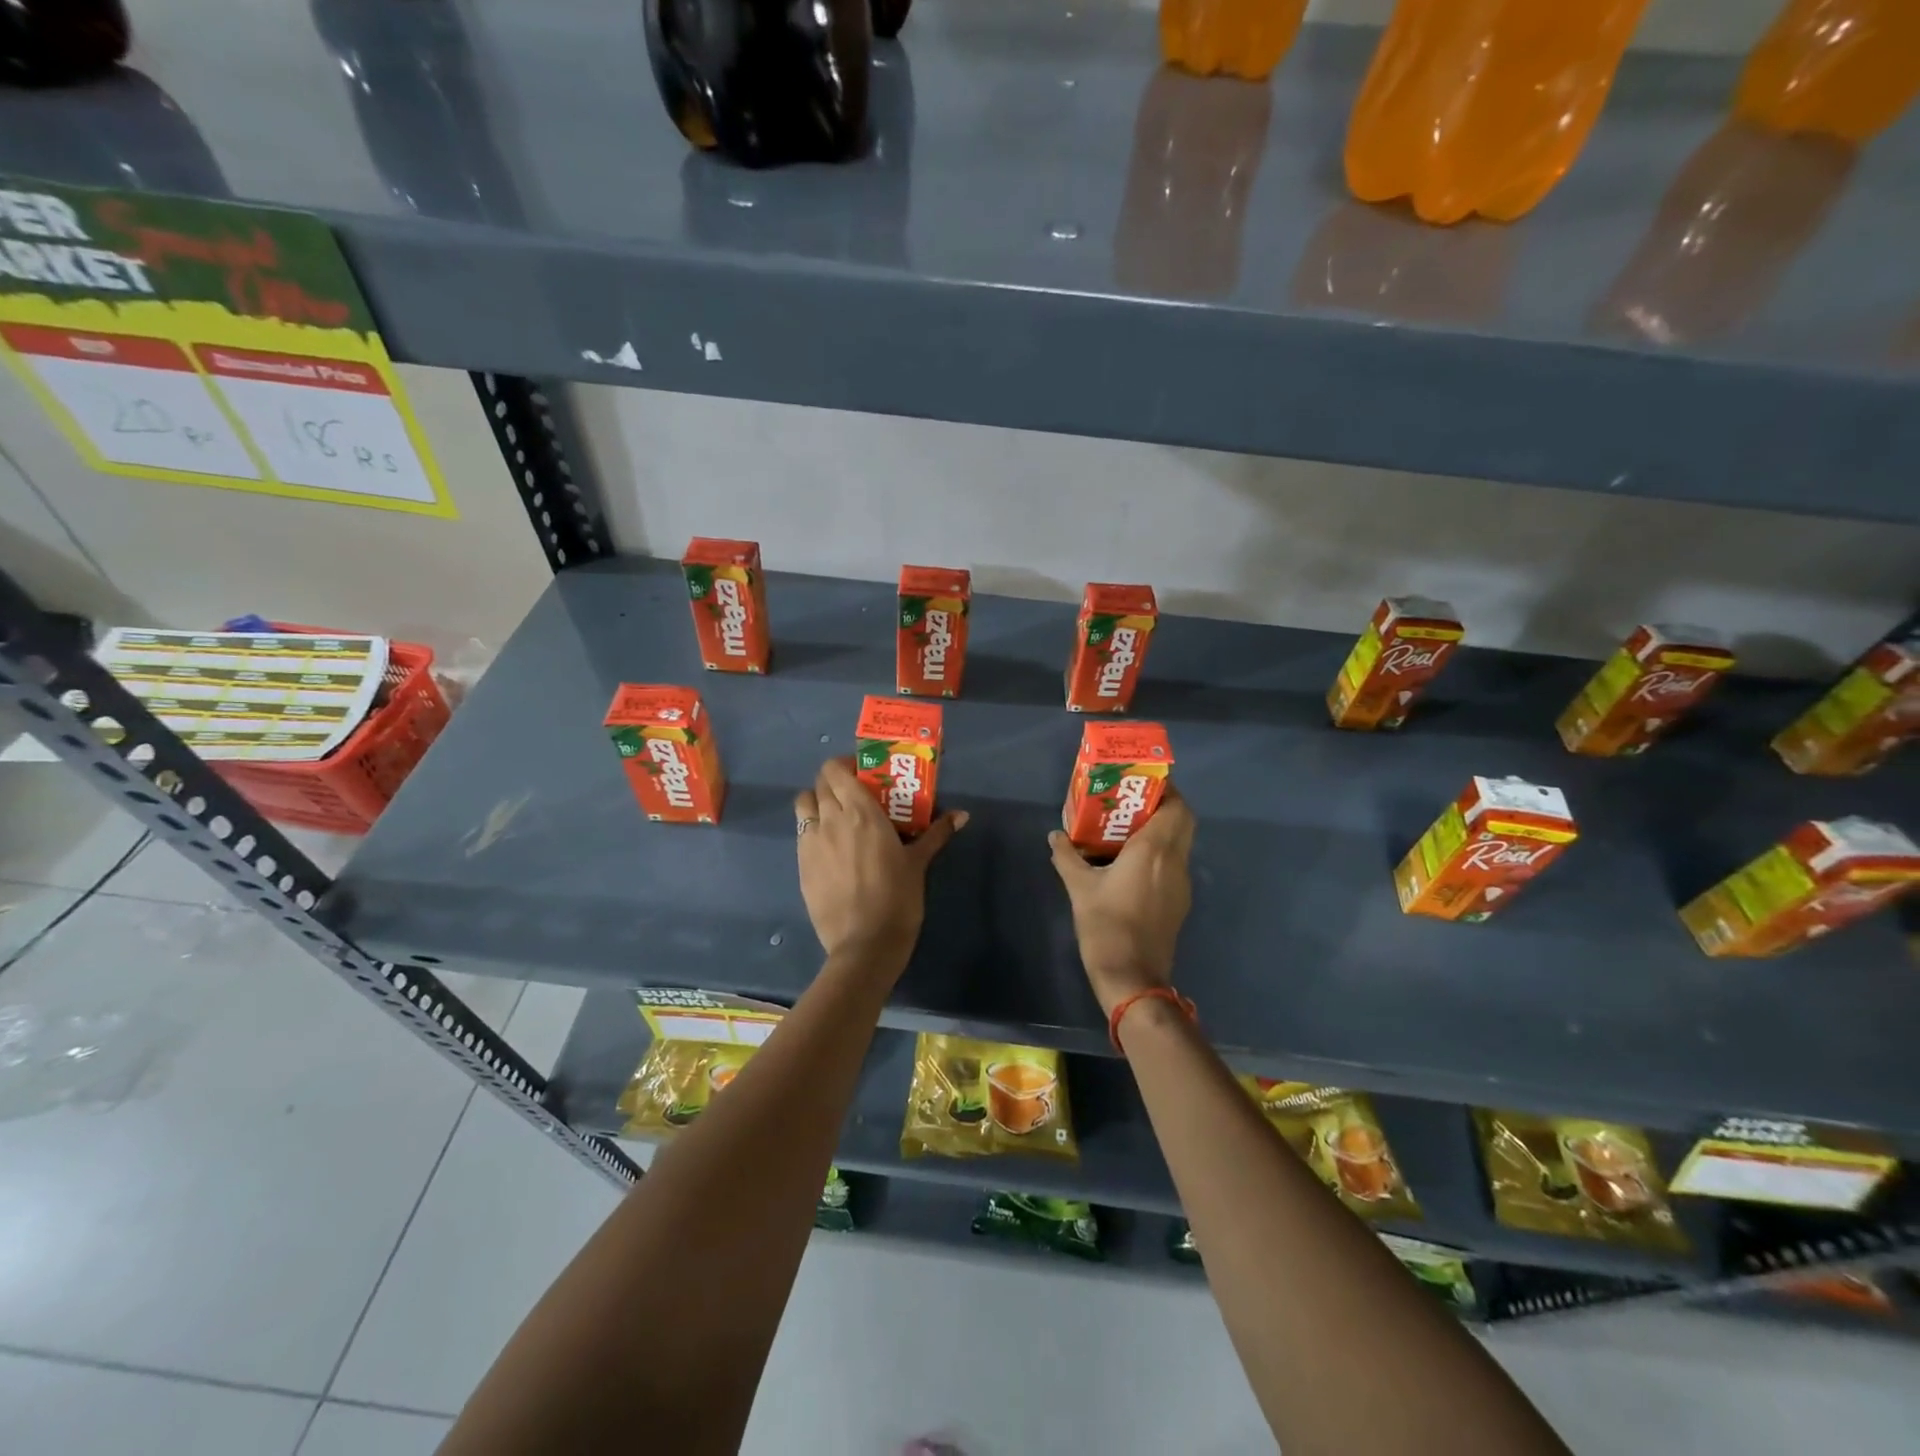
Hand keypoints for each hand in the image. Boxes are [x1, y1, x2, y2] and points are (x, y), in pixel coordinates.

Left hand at [794, 758, 966, 972]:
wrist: (865, 943)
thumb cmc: (897, 897)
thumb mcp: (918, 863)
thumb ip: (936, 834)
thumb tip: (962, 815)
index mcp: (860, 811)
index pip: (835, 770)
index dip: (844, 766)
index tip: (862, 774)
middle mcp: (830, 819)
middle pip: (819, 784)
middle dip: (833, 783)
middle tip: (854, 795)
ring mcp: (811, 842)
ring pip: (804, 805)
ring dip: (816, 802)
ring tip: (835, 817)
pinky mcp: (801, 865)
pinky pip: (801, 834)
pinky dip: (812, 830)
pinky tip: (830, 848)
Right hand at [1048, 786, 1195, 1014]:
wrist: (1131, 977)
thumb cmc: (1106, 926)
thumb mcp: (1079, 888)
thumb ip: (1067, 857)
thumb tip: (1055, 836)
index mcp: (1154, 850)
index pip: (1176, 807)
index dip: (1166, 790)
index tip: (1140, 784)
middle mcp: (1174, 861)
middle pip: (1183, 821)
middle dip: (1164, 806)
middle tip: (1131, 803)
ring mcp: (1180, 884)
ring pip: (1180, 843)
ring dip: (1161, 830)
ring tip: (1126, 829)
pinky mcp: (1178, 902)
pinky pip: (1174, 864)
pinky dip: (1160, 853)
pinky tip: (1131, 863)